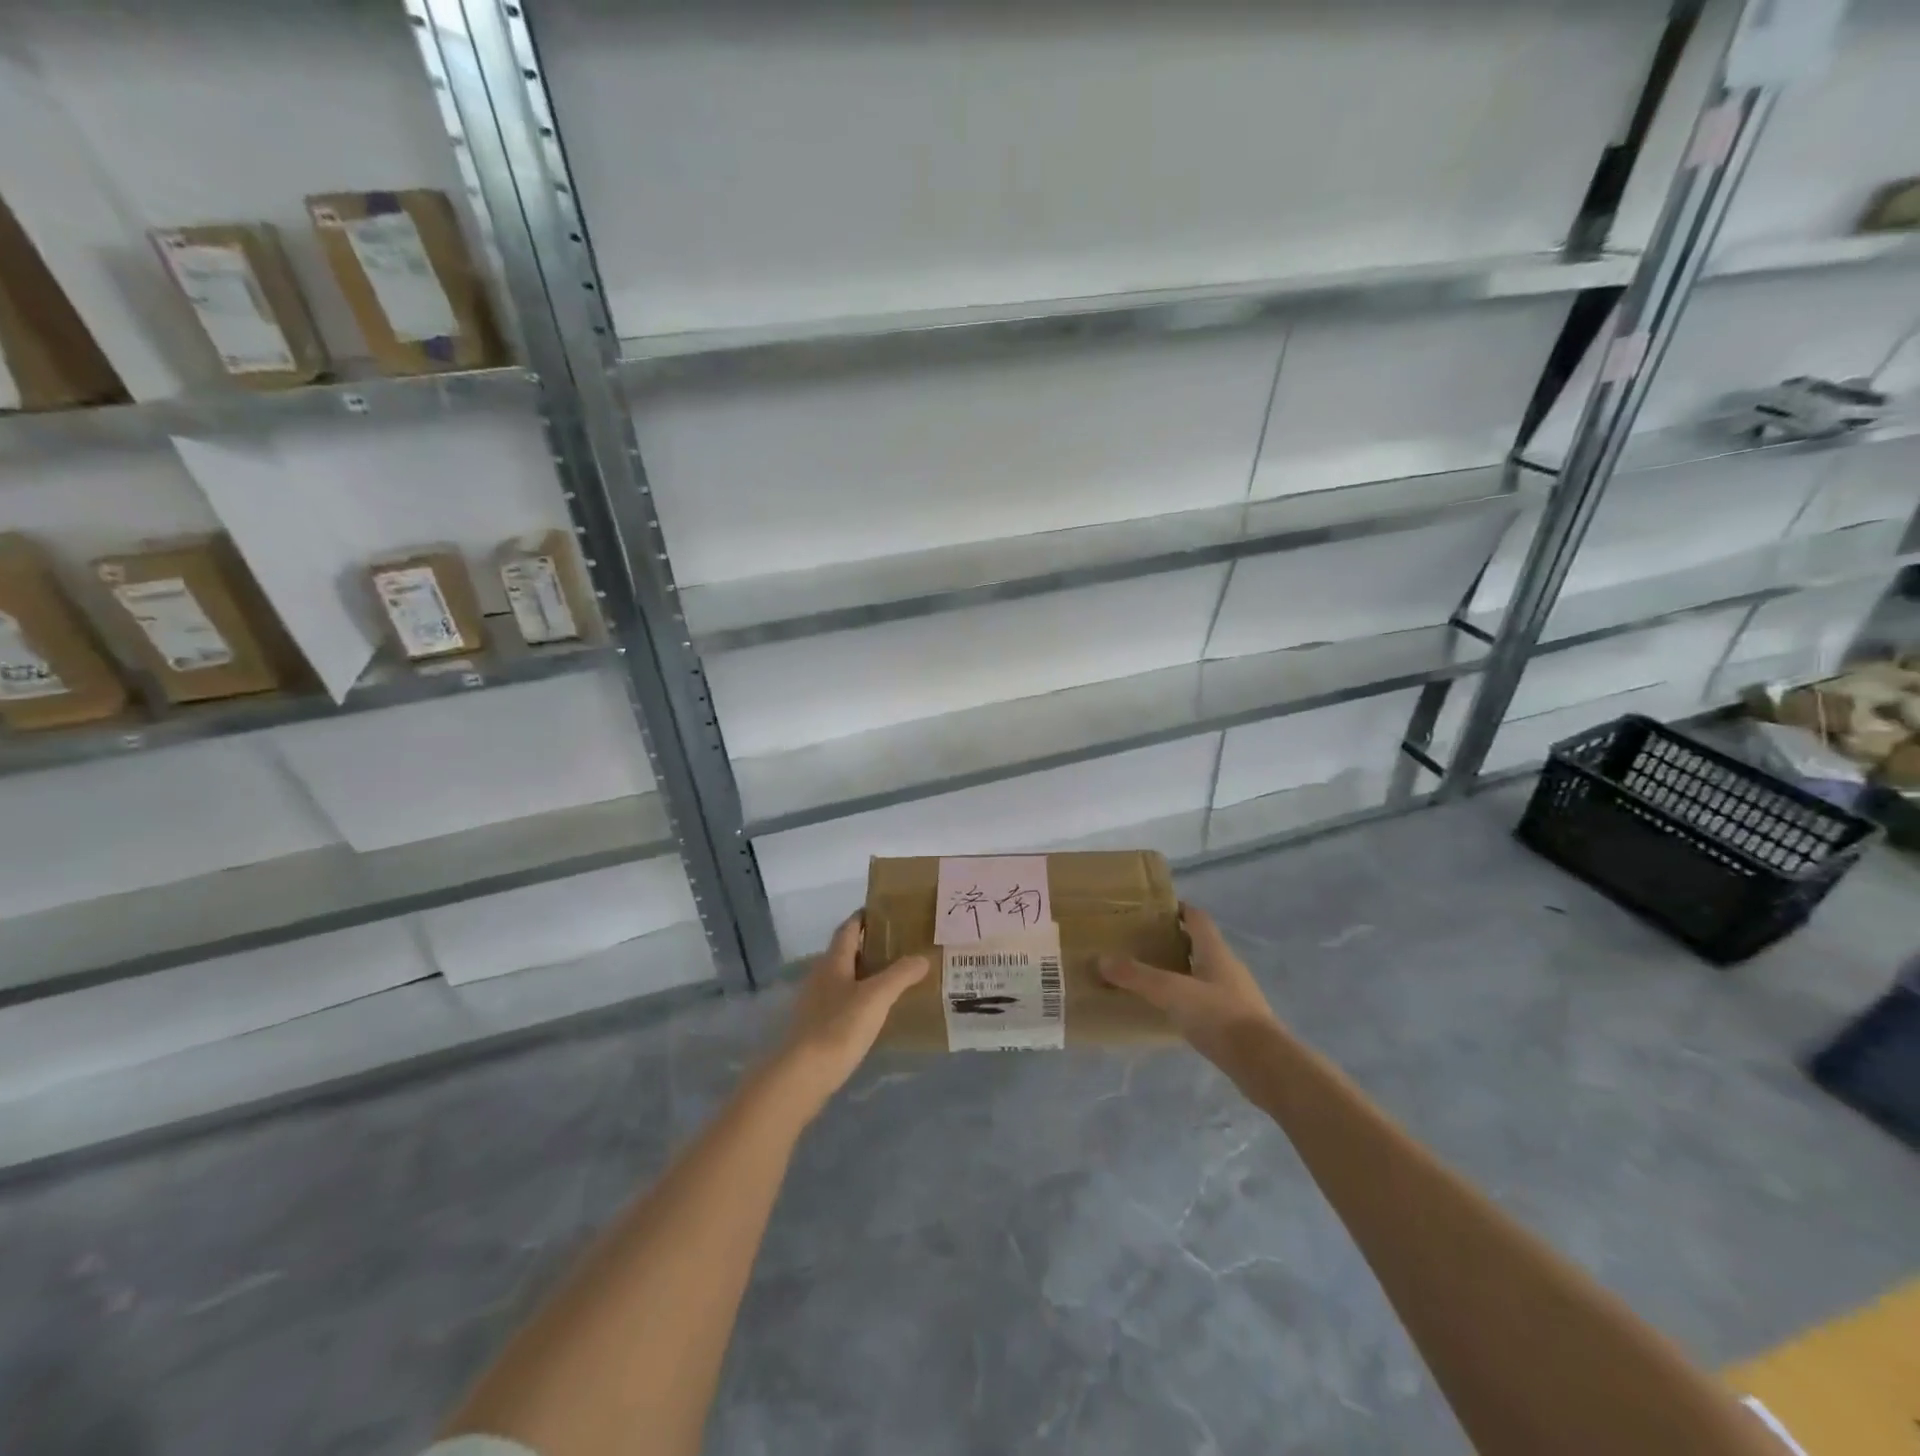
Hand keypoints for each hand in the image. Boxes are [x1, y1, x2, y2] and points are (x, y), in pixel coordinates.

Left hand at [765, 912, 927, 1121]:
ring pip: (845, 978)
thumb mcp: (876, 998)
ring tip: (896, 976)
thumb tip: (922, 957)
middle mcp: (821, 976)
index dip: (865, 917)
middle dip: (871, 945)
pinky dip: (861, 999)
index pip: (849, 928)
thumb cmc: (838, 1027)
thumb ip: (900, 975)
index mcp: (833, 961)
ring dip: (867, 973)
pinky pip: (843, 1002)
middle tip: (902, 945)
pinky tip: (877, 1011)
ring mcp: (816, 1003)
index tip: (888, 911)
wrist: (801, 1076)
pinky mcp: (816, 1027)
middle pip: (846, 952)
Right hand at [1099, 903, 1276, 1065]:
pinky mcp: (1236, 1021)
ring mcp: (1235, 995)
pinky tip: (1170, 1011)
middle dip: (1172, 941)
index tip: (1151, 911)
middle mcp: (1228, 967)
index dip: (1177, 909)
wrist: (1264, 1064)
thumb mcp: (1171, 992)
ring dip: (1180, 971)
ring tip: (1150, 977)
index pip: (1197, 917)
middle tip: (1141, 944)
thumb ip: (1137, 976)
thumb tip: (1100, 959)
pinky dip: (1188, 999)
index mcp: (1215, 950)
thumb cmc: (1219, 1016)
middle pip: (1199, 944)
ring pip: (1203, 973)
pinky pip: (1207, 1000)